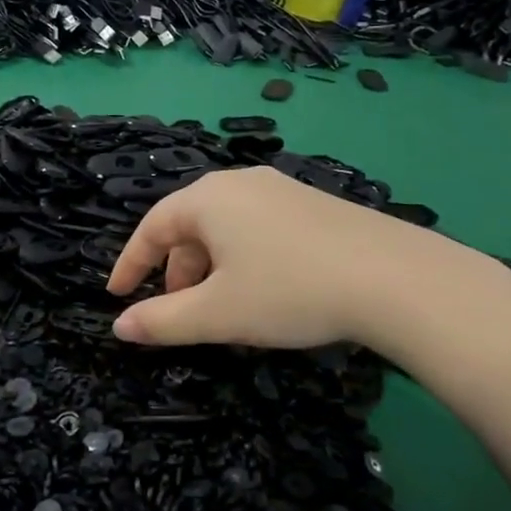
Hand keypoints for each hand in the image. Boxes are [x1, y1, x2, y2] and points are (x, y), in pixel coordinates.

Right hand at [105, 165, 498, 353]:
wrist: (395, 278)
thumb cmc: (289, 291)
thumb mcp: (217, 314)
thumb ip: (162, 321)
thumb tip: (119, 327)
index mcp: (208, 199)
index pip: (151, 228)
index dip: (130, 264)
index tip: (116, 295)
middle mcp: (240, 183)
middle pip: (189, 226)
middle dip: (175, 271)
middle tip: (176, 311)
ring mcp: (281, 189)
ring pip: (226, 228)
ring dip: (210, 268)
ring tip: (221, 307)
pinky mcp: (313, 205)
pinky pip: (258, 228)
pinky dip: (242, 259)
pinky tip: (264, 290)